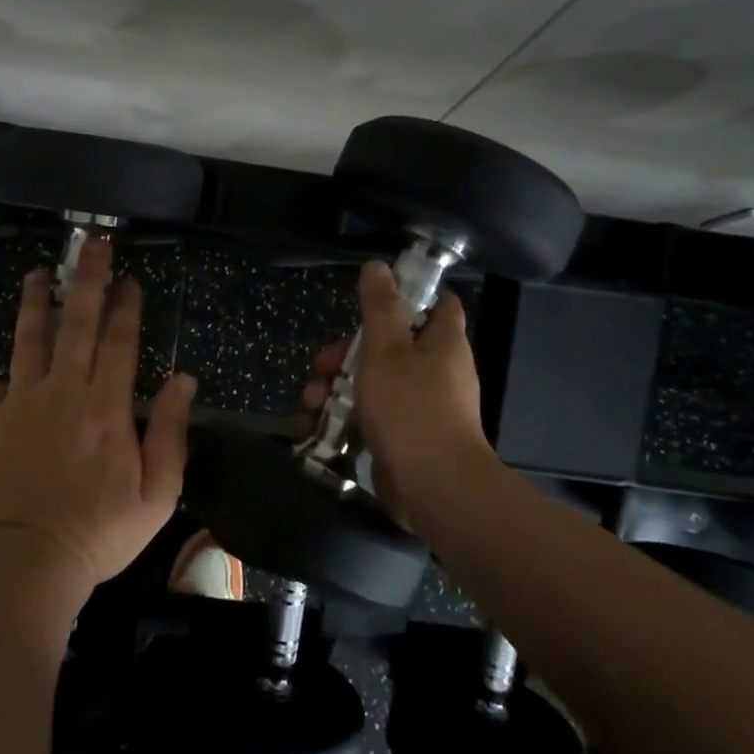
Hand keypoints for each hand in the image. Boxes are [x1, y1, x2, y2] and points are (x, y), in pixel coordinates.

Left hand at [0, 236, 196, 596]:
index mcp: (107, 406)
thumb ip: (171, 432)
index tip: (130, 279)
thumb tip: (183, 380)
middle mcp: (64, 391)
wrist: (25, 563)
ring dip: (36, 302)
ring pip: (29, 339)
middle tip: (93, 244)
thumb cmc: (98, 533)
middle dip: (88, 279)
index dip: (127, 306)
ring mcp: (22, 403)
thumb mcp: (157, 494)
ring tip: (40, 273)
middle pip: (78, 323)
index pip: (120, 341)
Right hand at [302, 260, 493, 526]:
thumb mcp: (386, 349)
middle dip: (346, 353)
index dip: (408, 296)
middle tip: (322, 365)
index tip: (371, 300)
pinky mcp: (404, 437)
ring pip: (373, 382)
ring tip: (311, 403)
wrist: (433, 488)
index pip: (437, 305)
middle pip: (389, 345)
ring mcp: (421, 406)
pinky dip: (343, 417)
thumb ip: (380, 307)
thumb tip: (379, 265)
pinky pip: (371, 416)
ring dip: (335, 388)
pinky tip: (314, 426)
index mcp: (442, 343)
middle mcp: (437, 371)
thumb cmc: (411, 408)